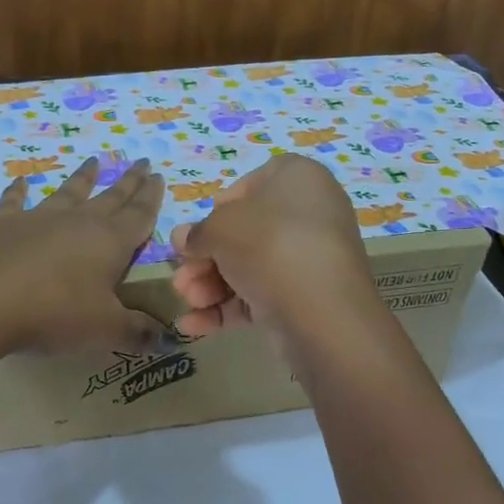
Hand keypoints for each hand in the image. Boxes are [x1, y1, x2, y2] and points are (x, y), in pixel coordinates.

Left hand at [0, 156, 165, 356]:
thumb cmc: (55, 314)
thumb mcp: (105, 329)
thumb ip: (137, 332)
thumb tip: (166, 339)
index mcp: (110, 242)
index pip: (139, 215)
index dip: (152, 197)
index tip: (159, 176)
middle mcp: (79, 221)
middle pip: (111, 197)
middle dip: (129, 181)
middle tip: (142, 162)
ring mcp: (39, 218)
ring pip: (69, 192)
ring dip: (83, 178)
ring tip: (93, 160)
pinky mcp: (4, 224)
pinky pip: (15, 201)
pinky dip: (19, 191)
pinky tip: (21, 181)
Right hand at [171, 154, 374, 337]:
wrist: (322, 311)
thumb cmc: (269, 245)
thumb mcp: (219, 228)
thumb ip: (197, 233)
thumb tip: (185, 240)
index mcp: (297, 178)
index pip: (250, 185)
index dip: (219, 210)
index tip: (198, 233)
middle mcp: (308, 214)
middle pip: (244, 233)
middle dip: (205, 259)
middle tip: (181, 279)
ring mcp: (309, 259)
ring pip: (248, 268)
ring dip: (209, 286)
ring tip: (188, 302)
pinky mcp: (306, 298)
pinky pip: (261, 296)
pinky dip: (227, 309)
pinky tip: (193, 325)